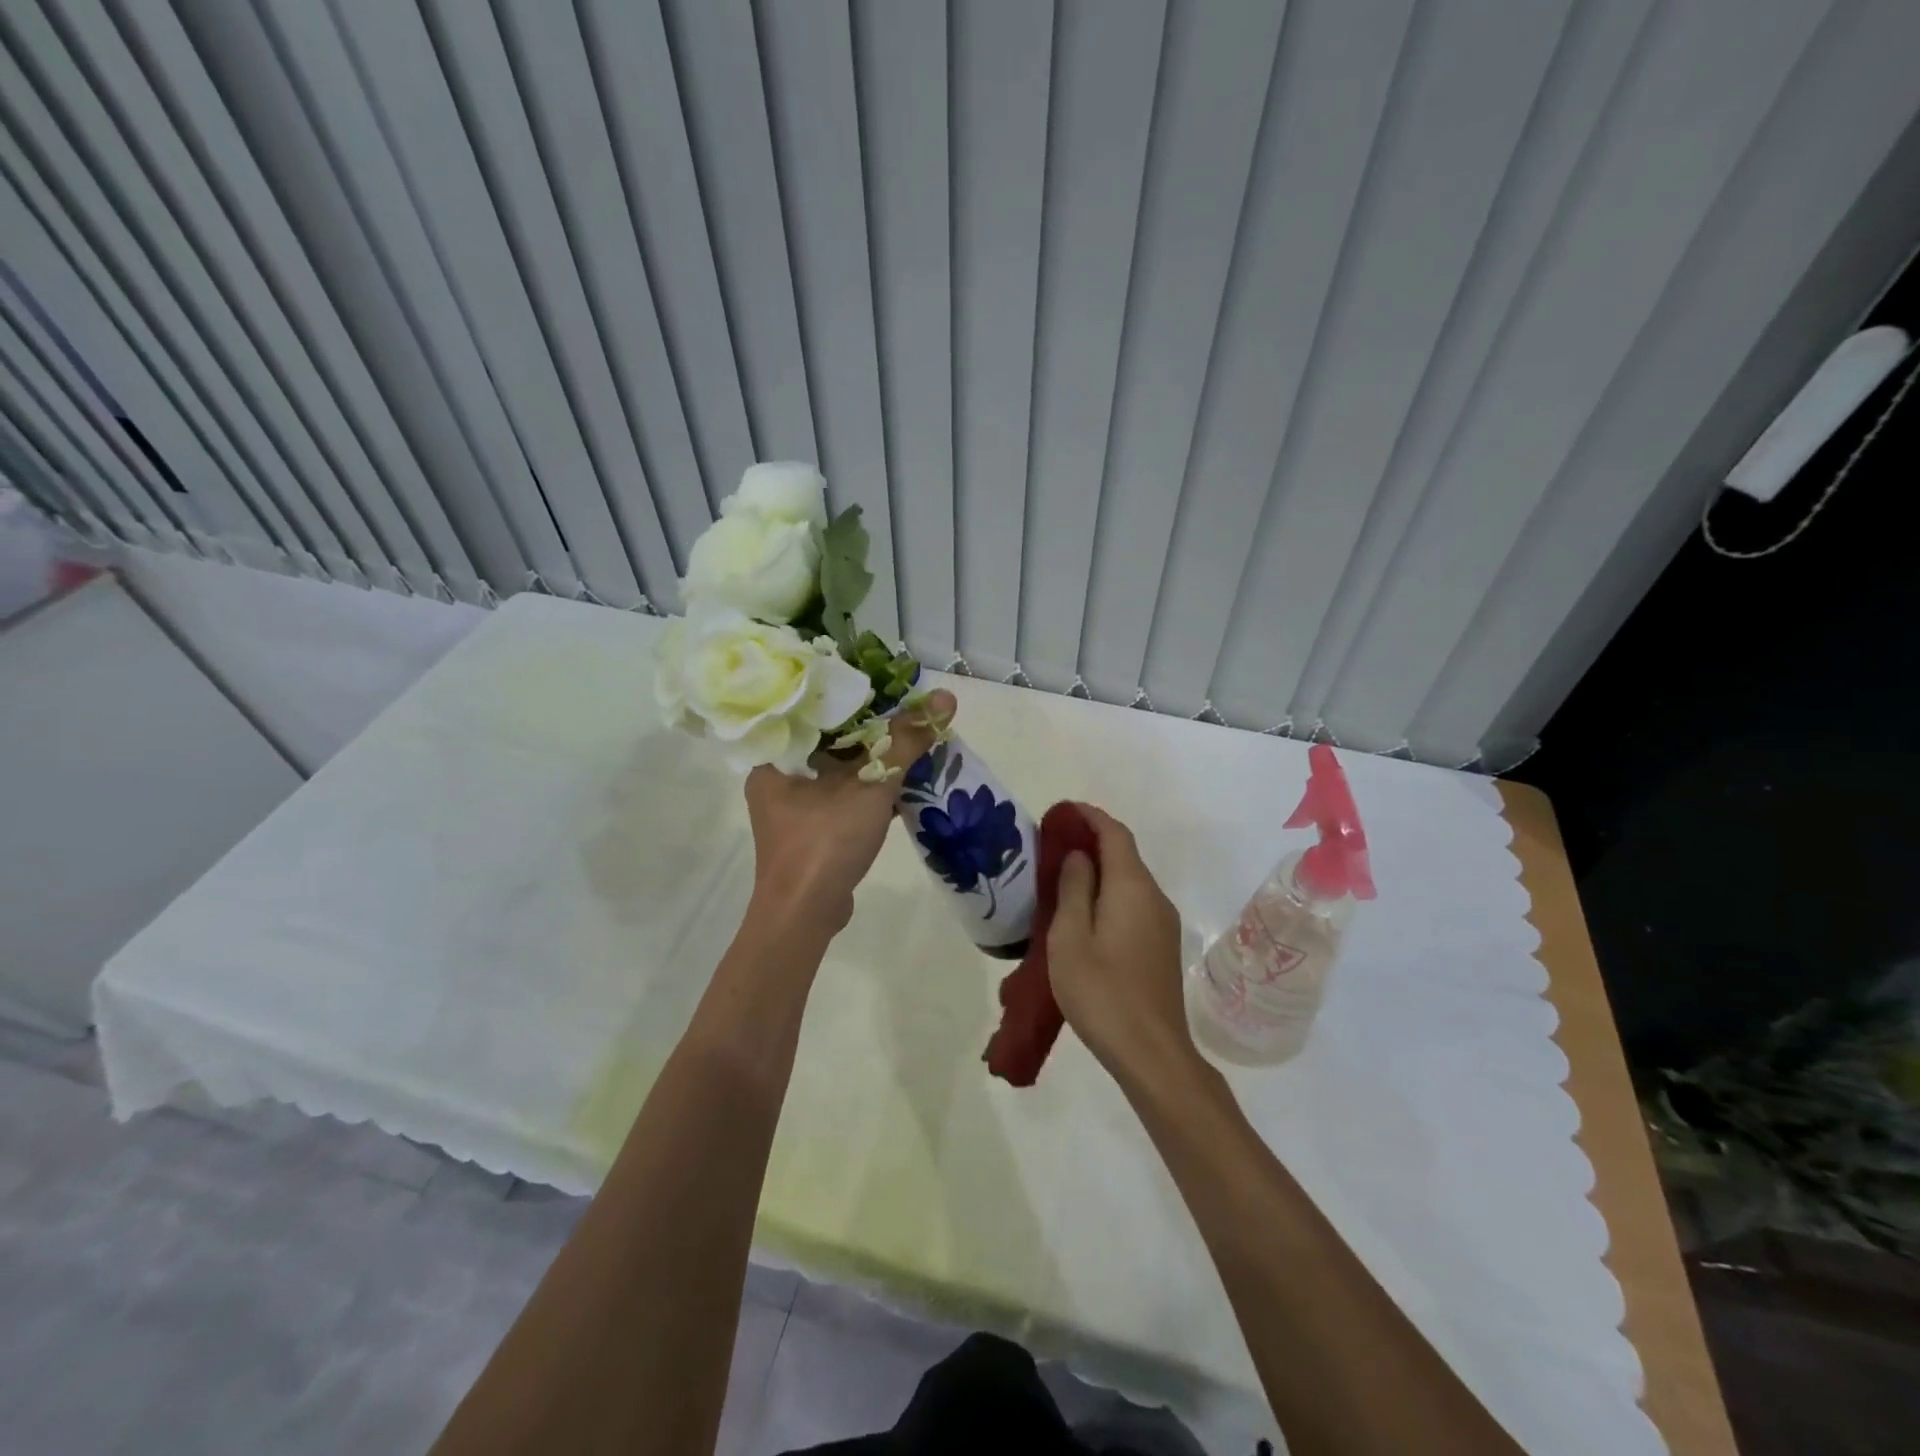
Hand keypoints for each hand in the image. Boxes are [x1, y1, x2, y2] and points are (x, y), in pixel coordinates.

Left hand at [743, 690, 955, 933]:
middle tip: (903, 711)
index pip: (811, 711)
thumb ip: (907, 741)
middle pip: (827, 740)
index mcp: (774, 758)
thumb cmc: (826, 841)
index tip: (882, 686)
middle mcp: (775, 778)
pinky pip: (839, 797)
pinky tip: (899, 782)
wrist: (805, 915)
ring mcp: (791, 808)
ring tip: (907, 739)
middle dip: (867, 729)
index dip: (848, 696)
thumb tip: (945, 698)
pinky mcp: (808, 832)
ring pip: (835, 770)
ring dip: (870, 760)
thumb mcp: (871, 786)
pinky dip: (865, 789)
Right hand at [1046, 805, 1197, 1093]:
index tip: (1061, 813)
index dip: (1089, 817)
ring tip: (1062, 880)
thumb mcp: (1070, 938)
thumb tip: (1079, 855)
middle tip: (1052, 847)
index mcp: (1132, 887)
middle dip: (1091, 842)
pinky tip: (1085, 915)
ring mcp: (1162, 923)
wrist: (1152, 1053)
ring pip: (1129, 882)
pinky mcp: (1162, 947)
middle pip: (1124, 855)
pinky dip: (1109, 895)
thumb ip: (1073, 889)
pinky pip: (1134, 904)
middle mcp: (1154, 897)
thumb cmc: (1102, 992)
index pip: (1114, 834)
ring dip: (1099, 871)